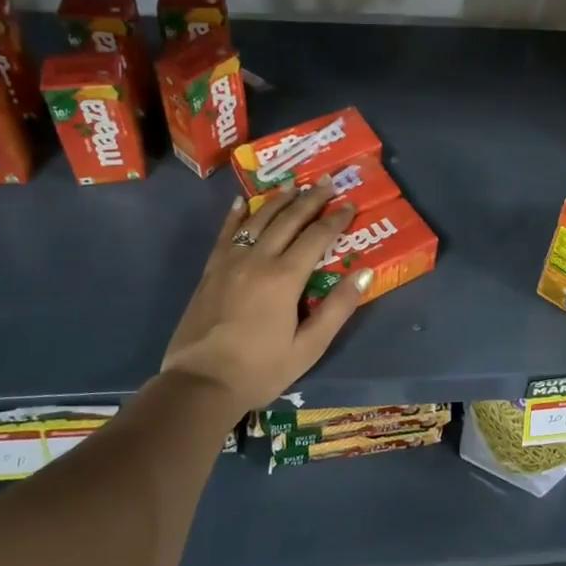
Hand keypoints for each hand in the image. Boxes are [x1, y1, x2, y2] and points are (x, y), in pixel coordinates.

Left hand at [159, 184, 371, 413]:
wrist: (200, 385)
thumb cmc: (261, 370)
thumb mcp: (309, 347)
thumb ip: (338, 308)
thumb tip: (364, 273)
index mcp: (285, 278)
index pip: (317, 238)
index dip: (335, 219)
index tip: (349, 204)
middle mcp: (258, 260)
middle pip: (288, 220)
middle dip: (310, 199)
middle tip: (326, 181)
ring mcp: (230, 263)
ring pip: (257, 220)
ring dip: (278, 200)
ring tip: (293, 185)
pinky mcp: (210, 272)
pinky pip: (226, 234)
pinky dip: (236, 216)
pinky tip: (242, 202)